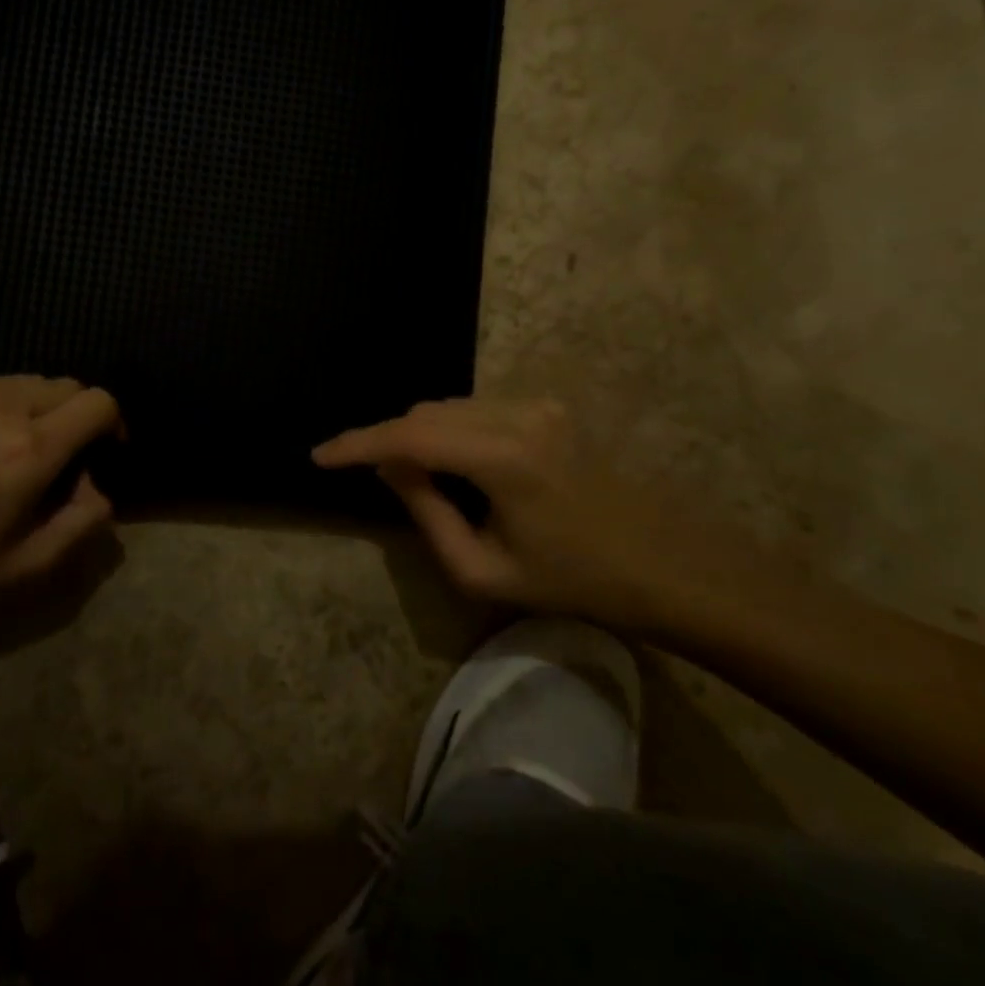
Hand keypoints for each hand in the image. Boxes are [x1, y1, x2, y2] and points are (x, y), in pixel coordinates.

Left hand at [0, 376, 120, 615]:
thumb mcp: (23, 565)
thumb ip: (80, 524)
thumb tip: (102, 491)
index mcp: (33, 449)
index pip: (100, 402)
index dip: (112, 423)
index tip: (101, 452)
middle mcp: (5, 406)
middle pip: (67, 386)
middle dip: (75, 415)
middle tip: (55, 456)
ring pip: (26, 382)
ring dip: (35, 409)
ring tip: (9, 448)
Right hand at [313, 398, 708, 629]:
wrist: (664, 563)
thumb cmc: (575, 581)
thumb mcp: (484, 570)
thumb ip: (427, 515)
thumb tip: (391, 470)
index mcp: (505, 458)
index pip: (410, 436)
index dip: (358, 443)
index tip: (320, 455)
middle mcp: (519, 414)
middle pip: (428, 413)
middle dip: (391, 441)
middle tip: (371, 476)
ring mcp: (538, 404)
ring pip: (451, 407)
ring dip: (422, 434)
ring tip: (413, 475)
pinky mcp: (549, 406)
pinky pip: (478, 409)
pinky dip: (451, 430)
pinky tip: (455, 463)